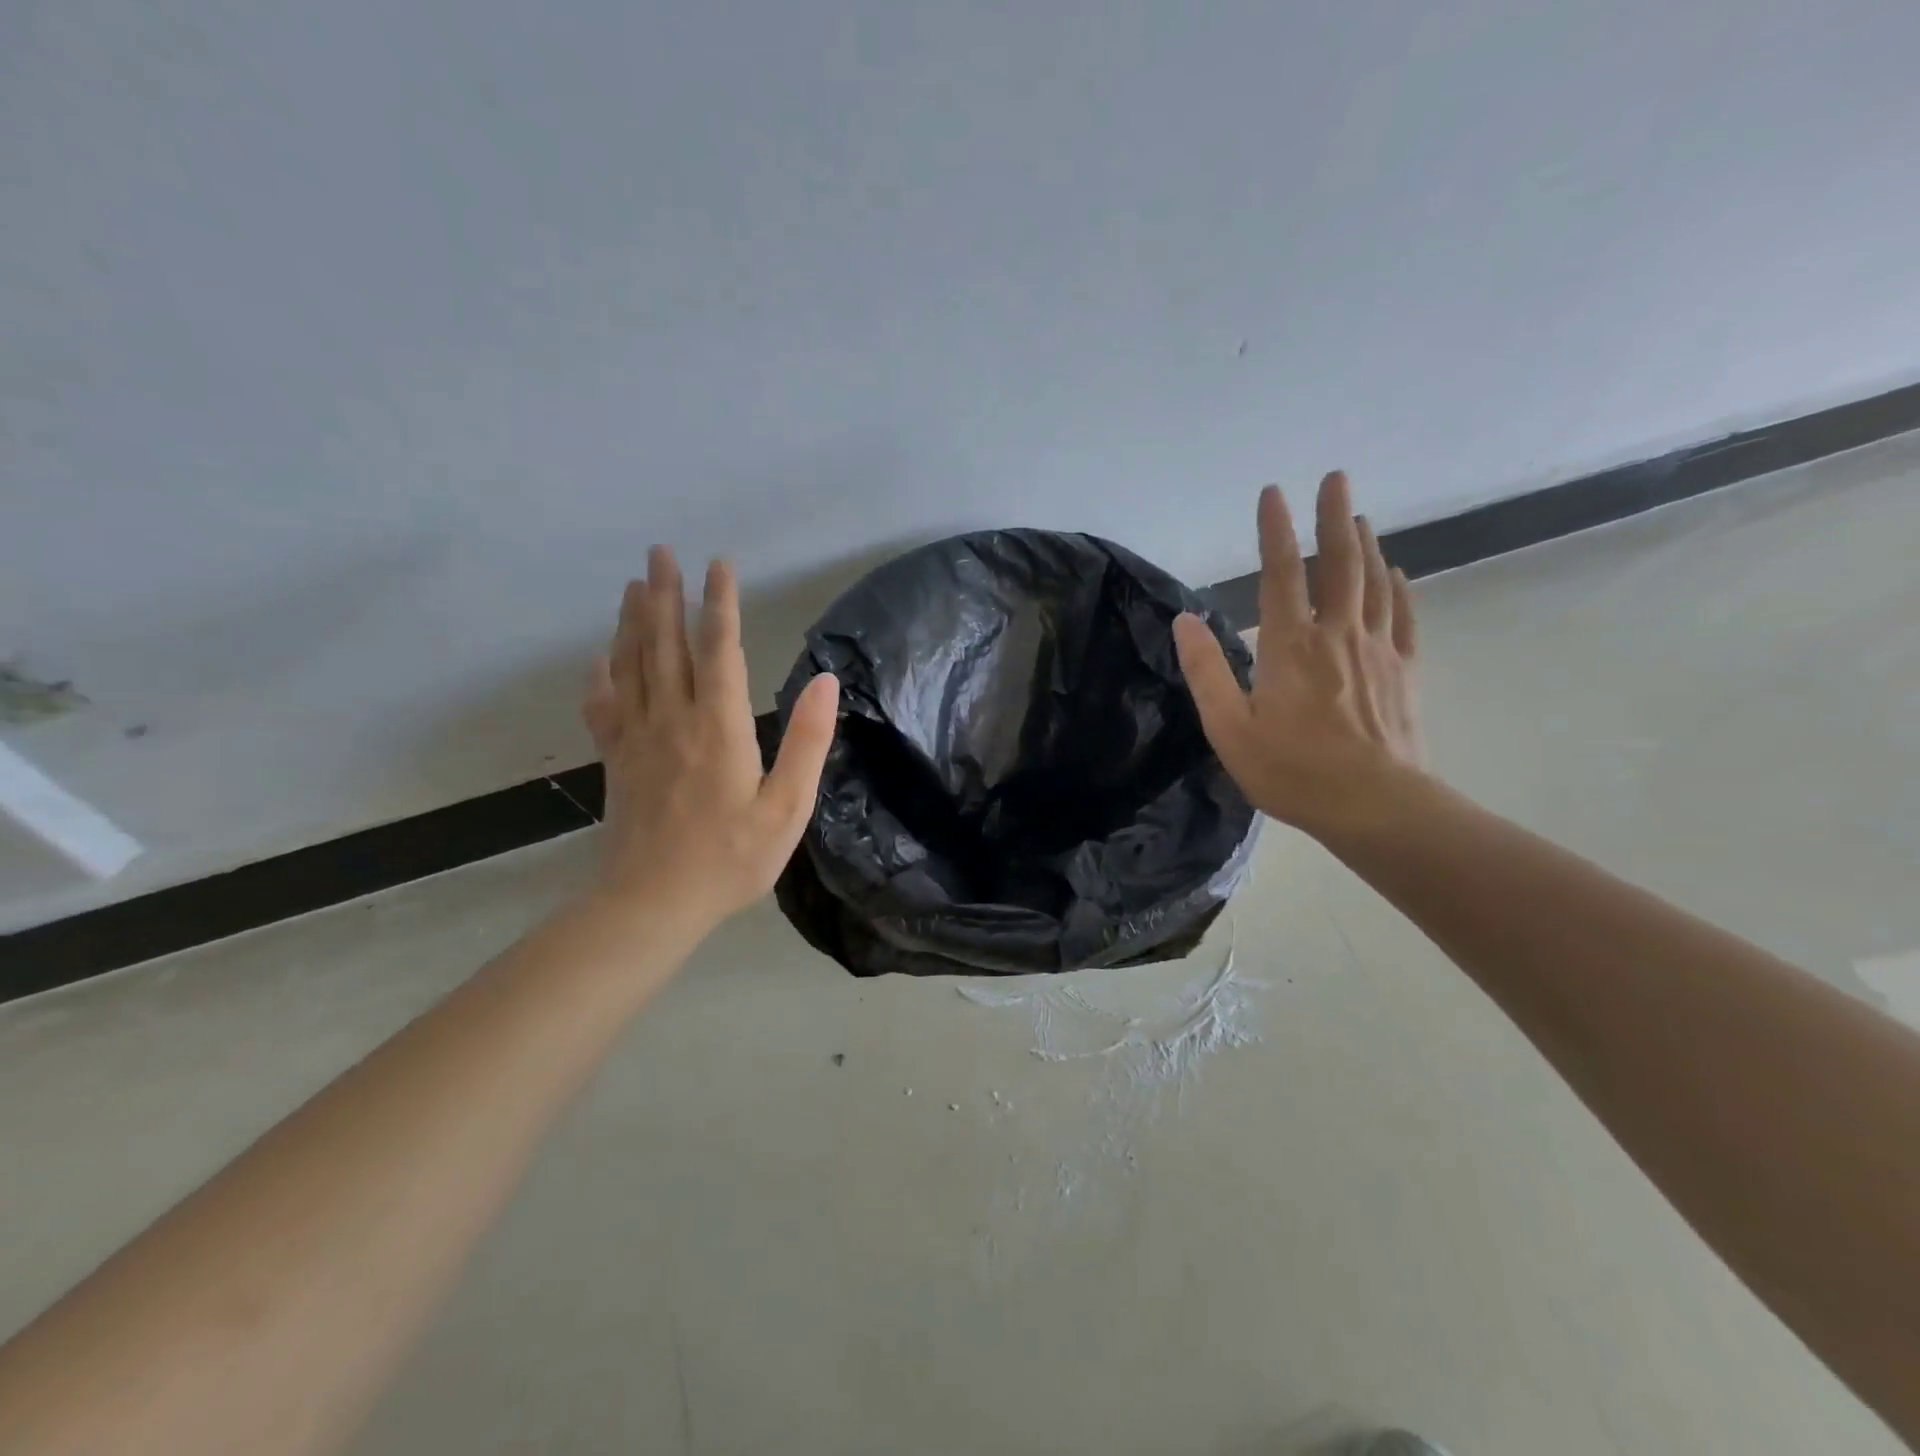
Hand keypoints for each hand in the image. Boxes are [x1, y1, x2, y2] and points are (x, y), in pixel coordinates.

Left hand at [581, 547, 839, 929]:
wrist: (653, 903)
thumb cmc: (731, 859)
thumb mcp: (786, 808)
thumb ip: (806, 742)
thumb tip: (826, 682)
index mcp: (719, 728)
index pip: (719, 651)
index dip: (721, 605)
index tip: (719, 565)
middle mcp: (673, 720)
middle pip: (666, 645)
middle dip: (665, 595)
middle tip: (659, 552)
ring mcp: (637, 739)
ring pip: (632, 666)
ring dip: (633, 622)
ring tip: (634, 585)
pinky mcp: (617, 761)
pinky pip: (604, 706)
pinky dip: (601, 675)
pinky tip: (600, 657)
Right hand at [1174, 471, 1424, 839]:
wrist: (1374, 806)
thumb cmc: (1291, 770)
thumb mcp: (1229, 728)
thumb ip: (1206, 671)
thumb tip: (1185, 620)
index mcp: (1289, 647)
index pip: (1280, 574)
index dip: (1275, 530)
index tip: (1273, 492)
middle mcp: (1336, 635)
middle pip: (1338, 564)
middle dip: (1334, 517)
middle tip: (1336, 477)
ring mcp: (1377, 651)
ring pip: (1373, 583)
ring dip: (1365, 544)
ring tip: (1360, 515)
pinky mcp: (1404, 672)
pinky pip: (1403, 618)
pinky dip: (1399, 589)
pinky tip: (1395, 574)